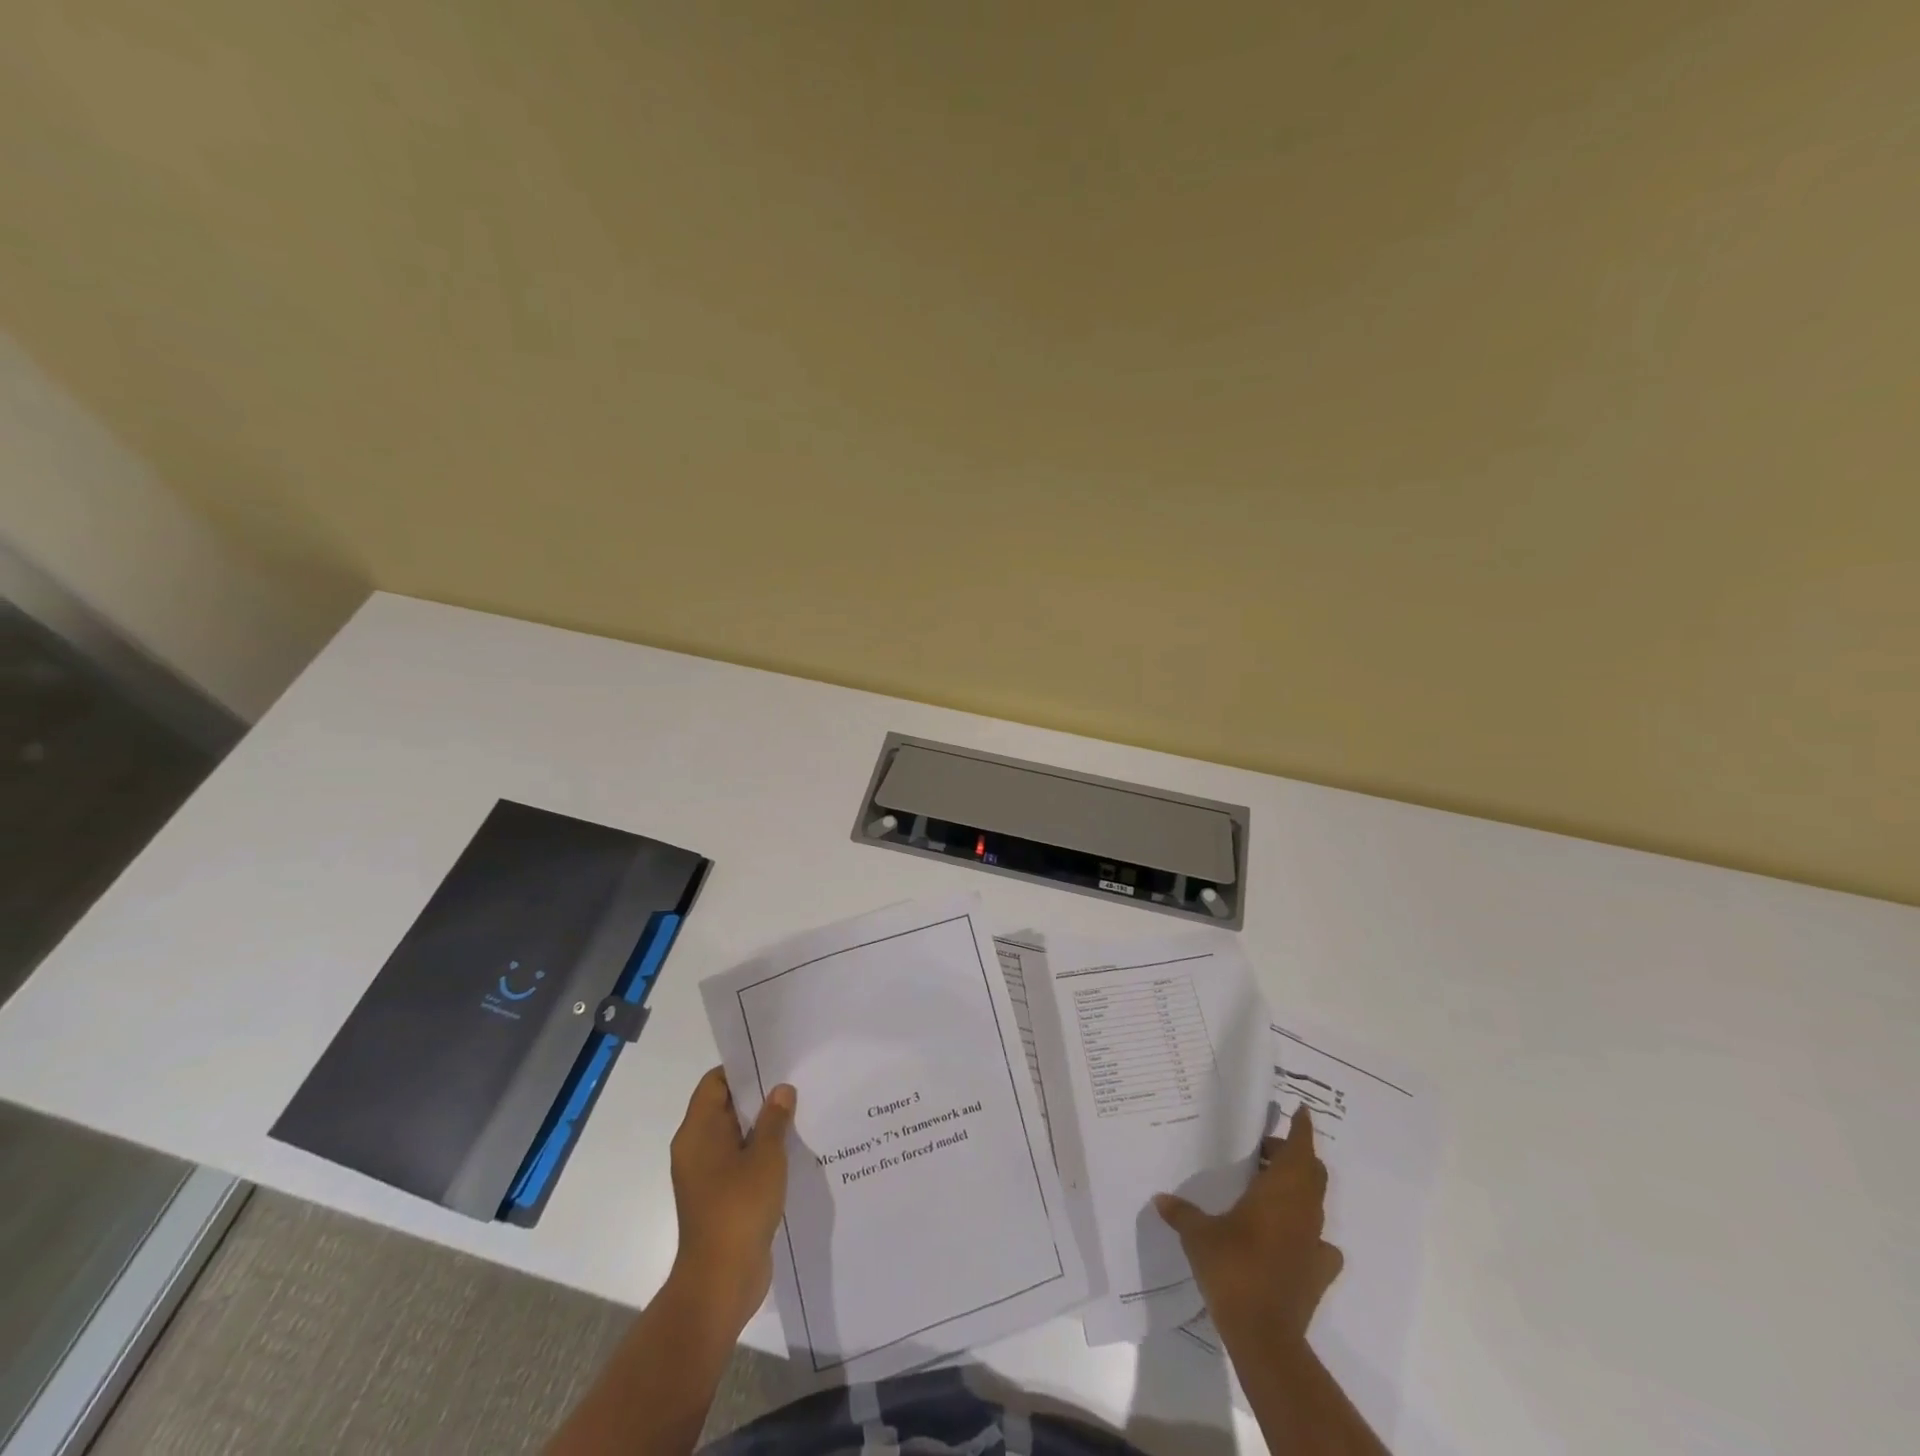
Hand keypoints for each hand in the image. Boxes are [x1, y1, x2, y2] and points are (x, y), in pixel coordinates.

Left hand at [666, 1066, 795, 1338]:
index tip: (774, 1062)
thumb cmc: (738, 1208)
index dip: (742, 1070)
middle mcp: (697, 1149)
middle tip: (795, 1082)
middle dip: (759, 1096)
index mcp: (697, 1132)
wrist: (720, 1282)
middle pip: (726, 1108)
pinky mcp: (720, 1197)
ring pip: (736, 1136)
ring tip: (800, 1112)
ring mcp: (707, 1175)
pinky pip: (740, 1161)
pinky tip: (792, 1151)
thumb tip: (781, 1090)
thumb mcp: (765, 1157)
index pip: (715, 1083)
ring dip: (764, 1127)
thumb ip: (775, 1119)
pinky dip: (761, 1153)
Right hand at [1154, 1104, 1343, 1346]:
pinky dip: (1306, 1233)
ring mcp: (1314, 1244)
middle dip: (1293, 1156)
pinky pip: (1319, 1243)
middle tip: (1264, 1150)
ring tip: (1268, 1188)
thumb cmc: (1233, 1268)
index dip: (1302, 1128)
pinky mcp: (1318, 1273)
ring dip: (1297, 1190)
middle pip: (1311, 1173)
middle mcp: (1302, 1212)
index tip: (1301, 1110)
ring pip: (1314, 1204)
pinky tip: (1288, 1238)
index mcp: (1279, 1192)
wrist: (1264, 1334)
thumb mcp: (1198, 1235)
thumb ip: (1182, 1213)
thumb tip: (1160, 1199)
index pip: (1299, 1149)